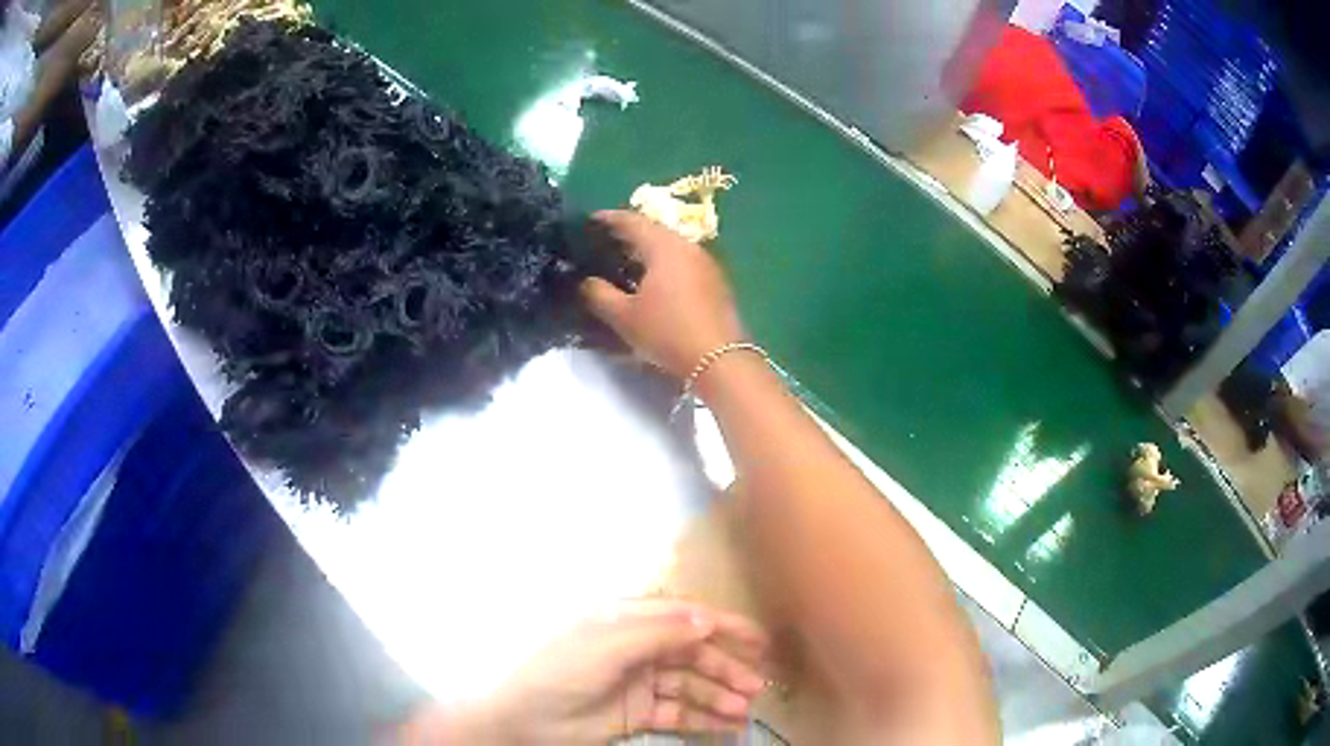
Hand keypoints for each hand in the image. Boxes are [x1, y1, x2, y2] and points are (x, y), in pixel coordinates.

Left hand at [398, 600, 768, 743]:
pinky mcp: (638, 713)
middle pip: (692, 654)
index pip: (683, 617)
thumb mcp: (606, 645)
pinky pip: (679, 713)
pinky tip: (727, 726)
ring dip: (719, 695)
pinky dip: (704, 718)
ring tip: (745, 709)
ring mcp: (639, 682)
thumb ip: (657, 632)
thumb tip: (706, 619)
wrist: (522, 719)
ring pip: (690, 685)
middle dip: (726, 667)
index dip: (721, 625)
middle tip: (758, 683)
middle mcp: (638, 648)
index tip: (758, 638)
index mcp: (626, 621)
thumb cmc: (559, 669)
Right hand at [581, 211, 744, 379]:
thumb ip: (599, 294)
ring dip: (647, 250)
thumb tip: (586, 282)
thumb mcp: (624, 317)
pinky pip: (682, 262)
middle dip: (627, 234)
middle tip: (604, 243)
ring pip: (670, 246)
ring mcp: (706, 263)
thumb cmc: (668, 332)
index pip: (632, 221)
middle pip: (653, 231)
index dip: (608, 219)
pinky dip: (663, 264)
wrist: (720, 360)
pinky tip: (652, 282)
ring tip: (625, 263)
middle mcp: (687, 246)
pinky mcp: (715, 281)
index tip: (589, 222)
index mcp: (664, 246)